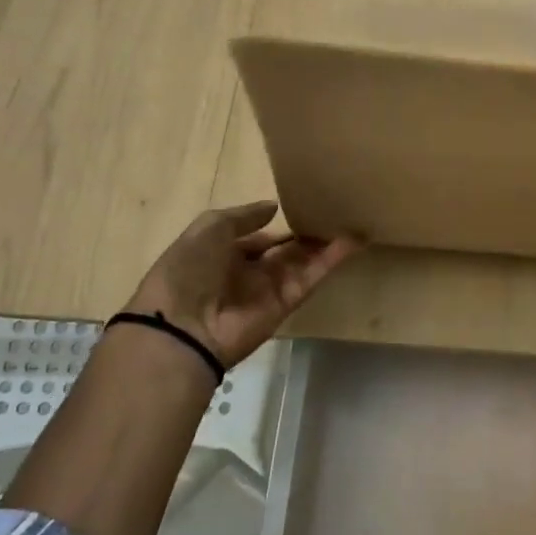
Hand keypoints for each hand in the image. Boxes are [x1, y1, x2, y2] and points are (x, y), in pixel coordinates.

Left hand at [123, 201, 360, 367]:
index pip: (258, 237)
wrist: (182, 327)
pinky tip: (353, 241)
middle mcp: (247, 271)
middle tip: (336, 212)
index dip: (280, 225)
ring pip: (303, 262)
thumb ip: (244, 216)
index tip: (306, 207)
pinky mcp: (287, 304)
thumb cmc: (188, 269)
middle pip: (285, 251)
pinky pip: (312, 278)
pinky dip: (332, 261)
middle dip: (307, 234)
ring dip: (326, 244)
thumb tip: (274, 207)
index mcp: (222, 253)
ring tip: (353, 219)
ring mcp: (269, 289)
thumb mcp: (209, 228)